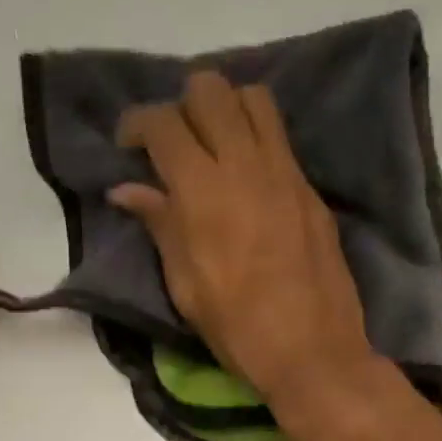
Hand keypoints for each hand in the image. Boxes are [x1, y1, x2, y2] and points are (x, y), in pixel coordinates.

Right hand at [112, 72, 376, 414]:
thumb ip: (160, 226)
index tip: (130, 145)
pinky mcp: (311, 190)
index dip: (137, 122)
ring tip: (216, 146)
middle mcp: (245, 165)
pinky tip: (248, 176)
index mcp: (203, 191)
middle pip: (211, 89)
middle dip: (183, 104)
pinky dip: (257, 138)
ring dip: (227, 109)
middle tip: (176, 143)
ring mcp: (286, 173)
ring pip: (254, 99)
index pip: (163, 121)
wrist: (314, 351)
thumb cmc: (238, 329)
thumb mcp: (186, 286)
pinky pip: (281, 139)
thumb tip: (127, 189)